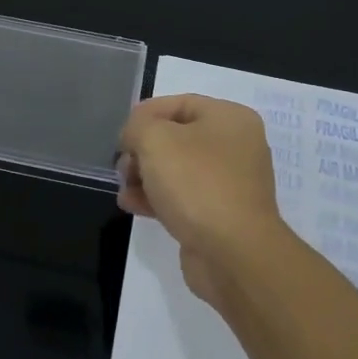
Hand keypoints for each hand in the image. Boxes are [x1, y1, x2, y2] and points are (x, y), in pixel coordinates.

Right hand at [118, 94, 293, 312]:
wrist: (233, 254)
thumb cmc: (196, 183)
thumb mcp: (155, 139)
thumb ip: (137, 126)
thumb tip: (134, 136)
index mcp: (230, 118)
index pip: (180, 103)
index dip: (146, 114)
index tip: (122, 134)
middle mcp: (235, 147)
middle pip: (177, 138)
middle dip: (143, 150)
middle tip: (123, 166)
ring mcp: (230, 184)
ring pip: (177, 170)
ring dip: (145, 176)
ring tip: (124, 188)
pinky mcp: (220, 215)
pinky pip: (183, 197)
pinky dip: (157, 198)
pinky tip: (132, 205)